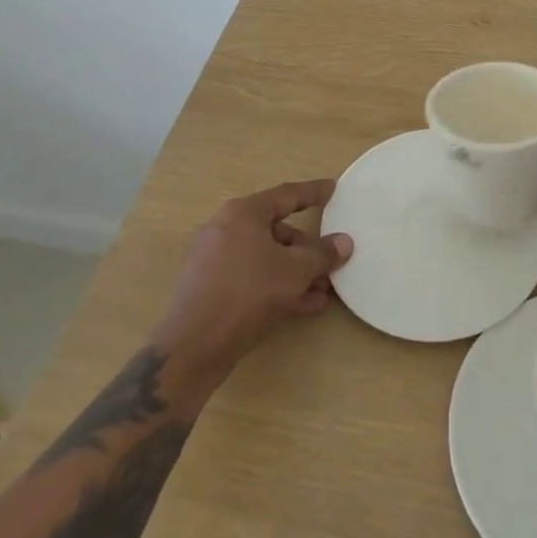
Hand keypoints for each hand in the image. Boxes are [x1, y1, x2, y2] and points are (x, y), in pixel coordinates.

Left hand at [155, 180, 352, 373]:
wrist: (192, 348)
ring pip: (266, 258)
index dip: (312, 193)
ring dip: (295, 273)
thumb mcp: (295, 271)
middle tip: (330, 263)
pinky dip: (276, 286)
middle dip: (307, 250)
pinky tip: (302, 306)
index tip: (332, 188)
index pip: (286, 195)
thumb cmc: (247, 293)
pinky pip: (252, 278)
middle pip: (277, 231)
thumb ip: (322, 254)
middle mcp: (225, 229)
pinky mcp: (210, 289)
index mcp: (243, 213)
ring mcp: (214, 260)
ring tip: (321, 292)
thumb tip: (344, 242)